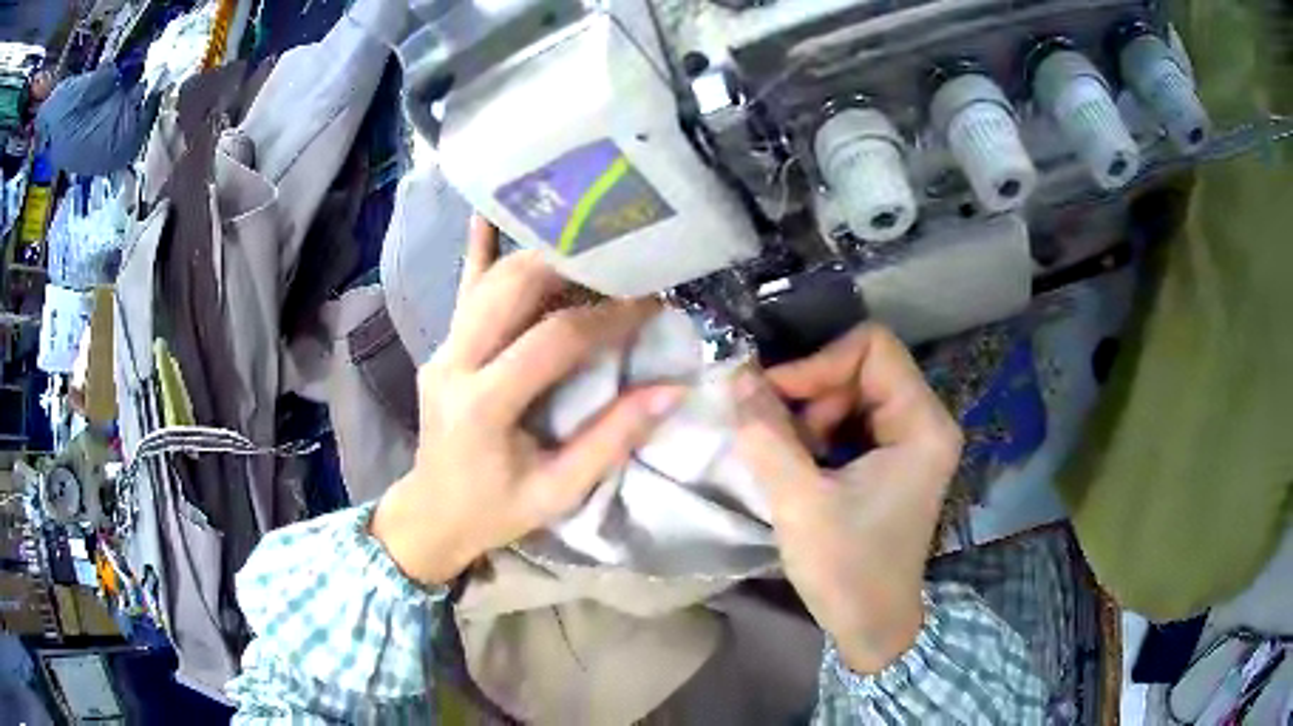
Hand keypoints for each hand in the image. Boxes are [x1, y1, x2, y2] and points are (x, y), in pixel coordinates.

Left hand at [371, 219, 684, 585]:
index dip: (608, 318)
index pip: (552, 340)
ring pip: (490, 280)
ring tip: (590, 246)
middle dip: (574, 266)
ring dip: (542, 255)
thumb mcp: (559, 489)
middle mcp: (454, 363)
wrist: (433, 513)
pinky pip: (464, 289)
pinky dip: (479, 247)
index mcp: (482, 405)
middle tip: (623, 262)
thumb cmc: (496, 510)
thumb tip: (672, 390)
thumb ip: (612, 439)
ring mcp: (442, 348)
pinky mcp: (443, 345)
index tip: (652, 306)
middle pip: (513, 287)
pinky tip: (492, 209)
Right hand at [732, 325, 962, 673]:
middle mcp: (925, 421)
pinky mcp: (894, 458)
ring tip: (785, 452)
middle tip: (773, 426)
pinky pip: (853, 419)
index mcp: (922, 424)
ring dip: (811, 413)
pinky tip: (799, 460)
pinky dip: (819, 430)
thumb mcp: (800, 503)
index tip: (773, 394)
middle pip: (863, 367)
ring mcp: (911, 440)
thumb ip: (766, 434)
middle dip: (813, 391)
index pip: (873, 347)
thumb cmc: (847, 569)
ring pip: (853, 391)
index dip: (819, 361)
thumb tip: (736, 375)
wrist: (872, 625)